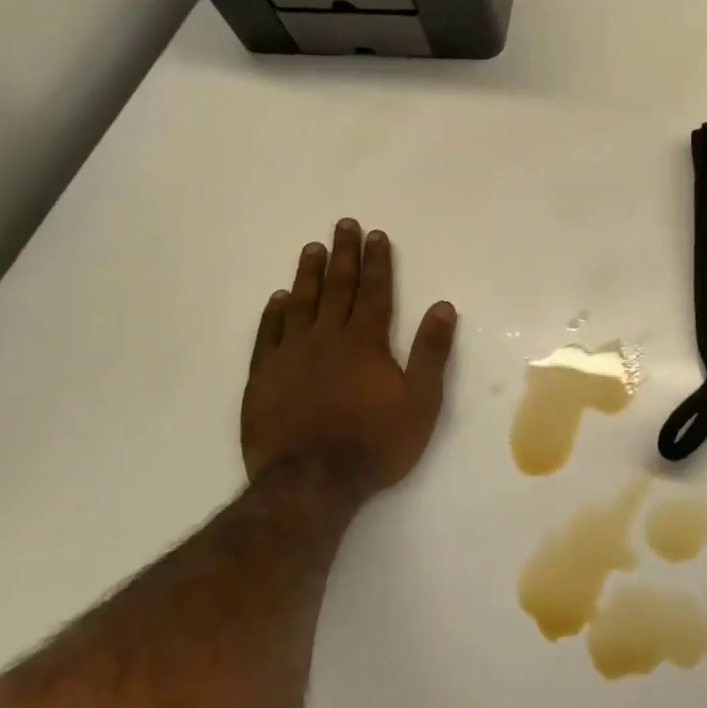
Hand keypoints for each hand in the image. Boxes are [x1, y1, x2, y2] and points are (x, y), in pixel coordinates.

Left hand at [240, 220, 457, 489]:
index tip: (376, 235)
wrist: (311, 482)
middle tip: (344, 225)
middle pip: (338, 288)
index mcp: (366, 342)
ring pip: (301, 304)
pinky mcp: (263, 377)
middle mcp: (327, 339)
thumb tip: (443, 306)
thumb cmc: (375, 442)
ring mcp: (290, 356)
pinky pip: (268, 335)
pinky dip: (274, 313)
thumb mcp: (421, 401)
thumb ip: (431, 352)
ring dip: (309, 275)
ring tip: (312, 248)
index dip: (377, 262)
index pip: (374, 292)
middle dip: (344, 255)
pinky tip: (278, 298)